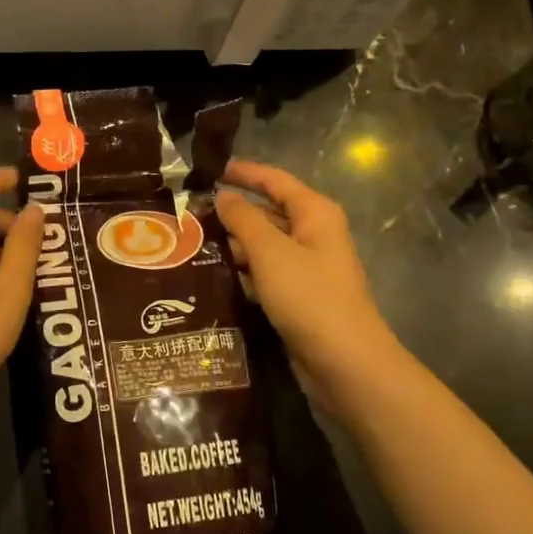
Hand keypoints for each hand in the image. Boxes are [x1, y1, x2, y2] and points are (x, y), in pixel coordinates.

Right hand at [214, 160, 402, 403]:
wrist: (345, 362)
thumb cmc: (309, 297)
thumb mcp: (271, 252)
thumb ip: (243, 219)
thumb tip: (223, 196)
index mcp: (315, 214)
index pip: (275, 181)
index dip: (243, 173)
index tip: (208, 170)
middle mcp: (314, 235)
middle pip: (268, 212)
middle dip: (232, 212)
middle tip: (187, 214)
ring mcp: (307, 268)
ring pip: (264, 245)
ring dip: (233, 244)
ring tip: (190, 244)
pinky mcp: (298, 297)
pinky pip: (265, 274)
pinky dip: (242, 271)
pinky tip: (212, 276)